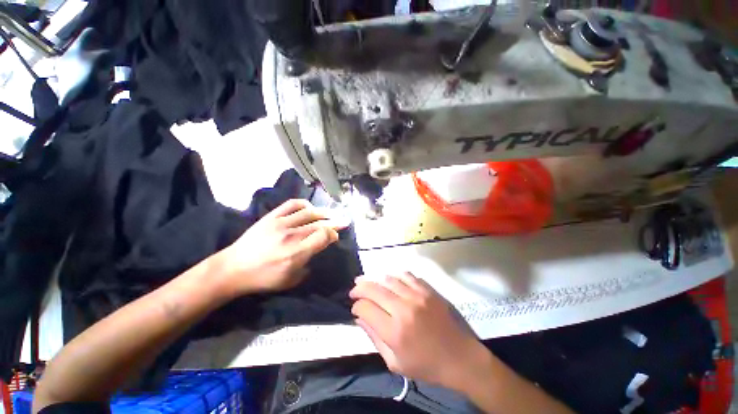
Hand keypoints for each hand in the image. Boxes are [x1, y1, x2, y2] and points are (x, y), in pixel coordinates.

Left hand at [217, 199, 344, 295]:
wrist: (233, 268)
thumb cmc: (263, 279)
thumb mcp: (289, 281)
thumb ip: (307, 267)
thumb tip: (316, 252)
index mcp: (296, 253)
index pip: (323, 236)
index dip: (333, 234)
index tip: (335, 237)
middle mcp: (291, 236)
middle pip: (319, 224)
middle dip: (335, 223)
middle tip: (344, 221)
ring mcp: (280, 224)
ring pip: (309, 212)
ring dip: (323, 212)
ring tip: (331, 213)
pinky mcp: (271, 217)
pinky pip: (291, 204)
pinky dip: (304, 204)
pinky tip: (310, 207)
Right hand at [350, 272, 485, 390]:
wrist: (460, 357)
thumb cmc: (426, 366)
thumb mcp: (395, 363)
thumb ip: (374, 339)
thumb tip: (360, 318)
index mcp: (394, 331)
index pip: (365, 308)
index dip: (356, 306)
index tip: (355, 308)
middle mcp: (403, 308)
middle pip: (374, 289)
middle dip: (359, 287)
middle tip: (354, 289)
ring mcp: (417, 296)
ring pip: (388, 279)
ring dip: (374, 279)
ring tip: (366, 281)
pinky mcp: (427, 290)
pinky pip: (406, 275)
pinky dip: (394, 276)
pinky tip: (390, 280)